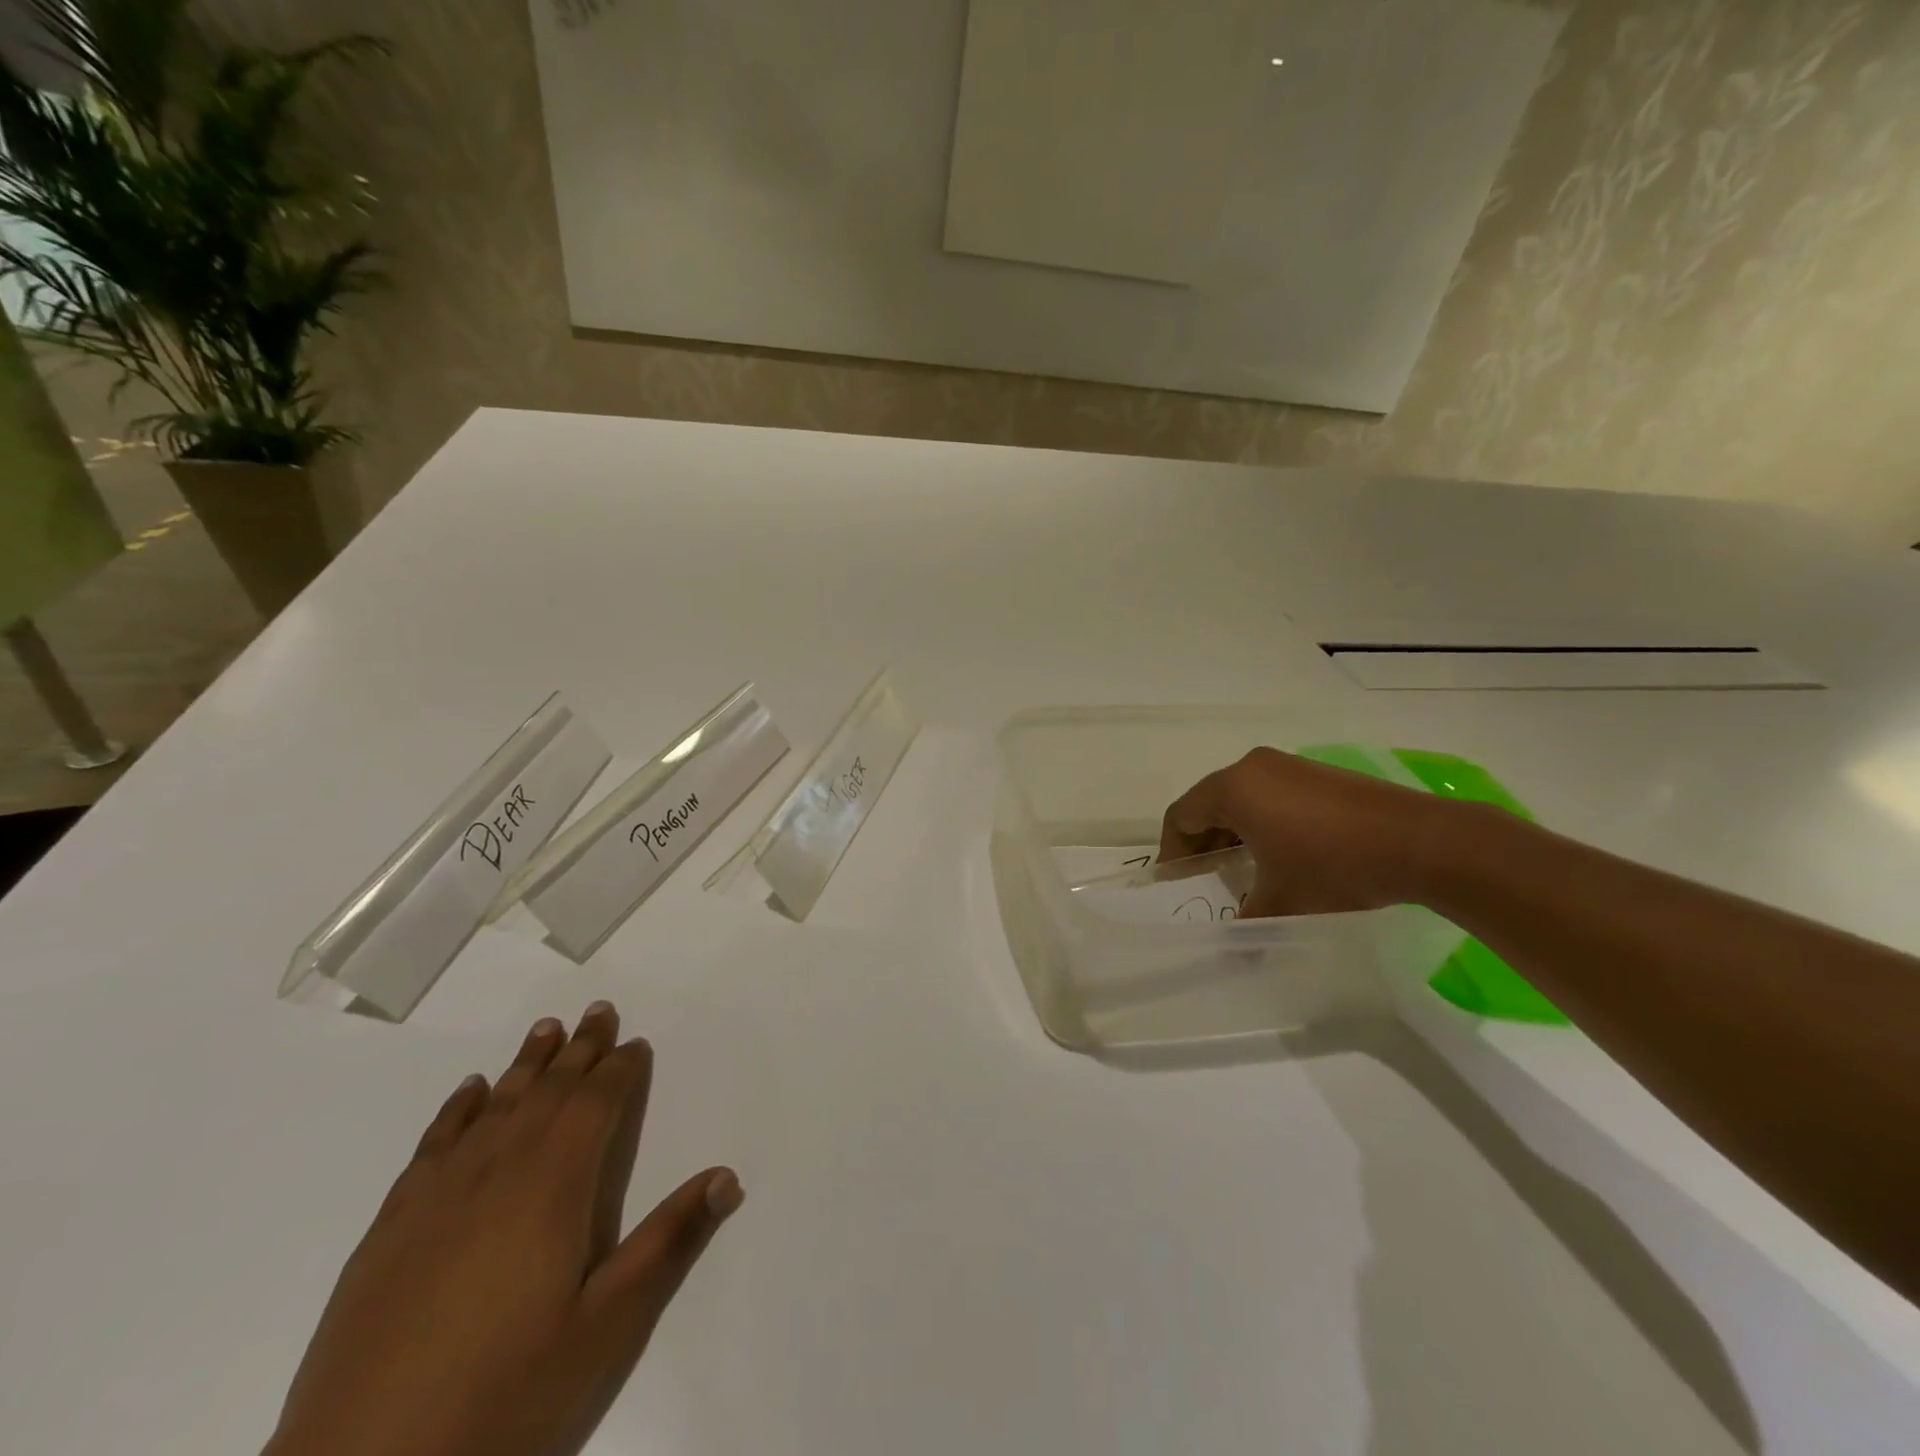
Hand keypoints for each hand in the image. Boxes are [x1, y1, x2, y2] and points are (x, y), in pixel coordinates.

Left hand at [267, 1003, 742, 1455]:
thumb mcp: (607, 1328)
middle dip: (578, 1050)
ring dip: (525, 1065)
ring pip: (493, 1107)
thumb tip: (726, 1176)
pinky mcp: (390, 1229)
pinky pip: (433, 1144)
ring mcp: (436, 1198)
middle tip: (599, 1010)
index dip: (619, 1070)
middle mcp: (497, 1172)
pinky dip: (457, 1110)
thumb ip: (668, 1243)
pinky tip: (468, 1092)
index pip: (595, 1106)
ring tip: (547, 1031)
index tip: (635, 1043)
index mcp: (553, 1187)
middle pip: (547, 1092)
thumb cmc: (504, 1397)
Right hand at [1159, 747, 1449, 916]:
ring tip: (1243, 871)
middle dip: (1202, 843)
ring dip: (1233, 833)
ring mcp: (1289, 766)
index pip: (1181, 815)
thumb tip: (1233, 943)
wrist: (1419, 842)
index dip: (1172, 851)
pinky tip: (1281, 855)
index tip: (1177, 883)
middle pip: (1209, 803)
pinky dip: (1262, 822)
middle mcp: (1253, 768)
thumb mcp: (1282, 901)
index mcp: (1233, 789)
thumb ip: (1246, 921)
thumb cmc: (1333, 866)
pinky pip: (1271, 795)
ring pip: (1241, 798)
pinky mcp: (1318, 774)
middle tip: (1206, 880)